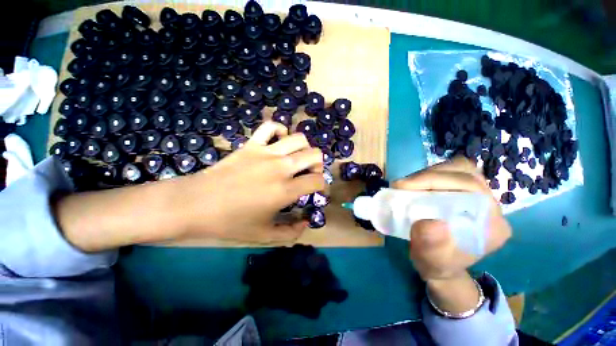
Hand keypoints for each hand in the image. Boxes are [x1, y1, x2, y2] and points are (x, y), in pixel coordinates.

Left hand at [178, 121, 324, 244]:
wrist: (195, 204)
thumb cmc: (230, 222)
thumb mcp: (263, 235)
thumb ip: (290, 233)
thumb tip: (306, 223)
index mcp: (285, 190)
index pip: (317, 180)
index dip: (322, 186)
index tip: (316, 191)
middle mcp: (280, 167)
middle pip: (314, 155)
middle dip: (318, 165)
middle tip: (309, 174)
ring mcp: (265, 152)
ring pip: (299, 139)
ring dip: (304, 149)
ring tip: (297, 159)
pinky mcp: (251, 144)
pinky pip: (270, 126)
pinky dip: (280, 130)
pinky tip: (279, 142)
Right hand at [393, 156, 510, 281]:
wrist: (441, 265)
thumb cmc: (436, 264)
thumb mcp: (430, 260)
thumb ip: (431, 245)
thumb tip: (430, 223)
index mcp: (492, 224)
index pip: (470, 187)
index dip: (436, 180)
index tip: (404, 186)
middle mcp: (490, 207)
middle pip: (466, 173)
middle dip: (430, 175)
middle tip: (403, 185)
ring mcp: (479, 198)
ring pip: (459, 169)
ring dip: (431, 173)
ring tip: (409, 184)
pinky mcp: (465, 194)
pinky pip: (452, 174)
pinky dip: (432, 175)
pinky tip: (418, 185)